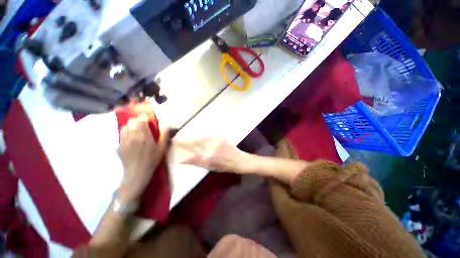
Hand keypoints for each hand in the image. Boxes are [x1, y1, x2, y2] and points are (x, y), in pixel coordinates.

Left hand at [117, 115, 168, 200]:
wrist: (137, 173)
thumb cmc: (152, 160)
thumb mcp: (162, 148)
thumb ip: (164, 135)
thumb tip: (166, 125)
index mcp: (144, 136)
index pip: (141, 120)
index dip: (144, 117)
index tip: (148, 119)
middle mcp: (132, 136)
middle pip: (131, 121)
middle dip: (137, 121)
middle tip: (143, 127)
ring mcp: (124, 141)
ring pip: (125, 127)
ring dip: (131, 127)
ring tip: (136, 132)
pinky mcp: (119, 146)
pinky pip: (121, 134)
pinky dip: (126, 133)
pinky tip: (131, 139)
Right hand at [176, 138, 245, 172]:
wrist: (238, 160)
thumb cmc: (224, 167)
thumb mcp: (209, 167)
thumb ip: (197, 162)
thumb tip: (184, 159)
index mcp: (206, 158)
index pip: (190, 153)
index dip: (182, 149)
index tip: (175, 148)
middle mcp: (210, 148)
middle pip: (195, 142)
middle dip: (185, 141)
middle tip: (178, 140)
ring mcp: (215, 142)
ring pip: (201, 138)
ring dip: (194, 139)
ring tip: (189, 139)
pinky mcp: (220, 138)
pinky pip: (208, 137)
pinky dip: (203, 138)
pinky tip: (201, 139)